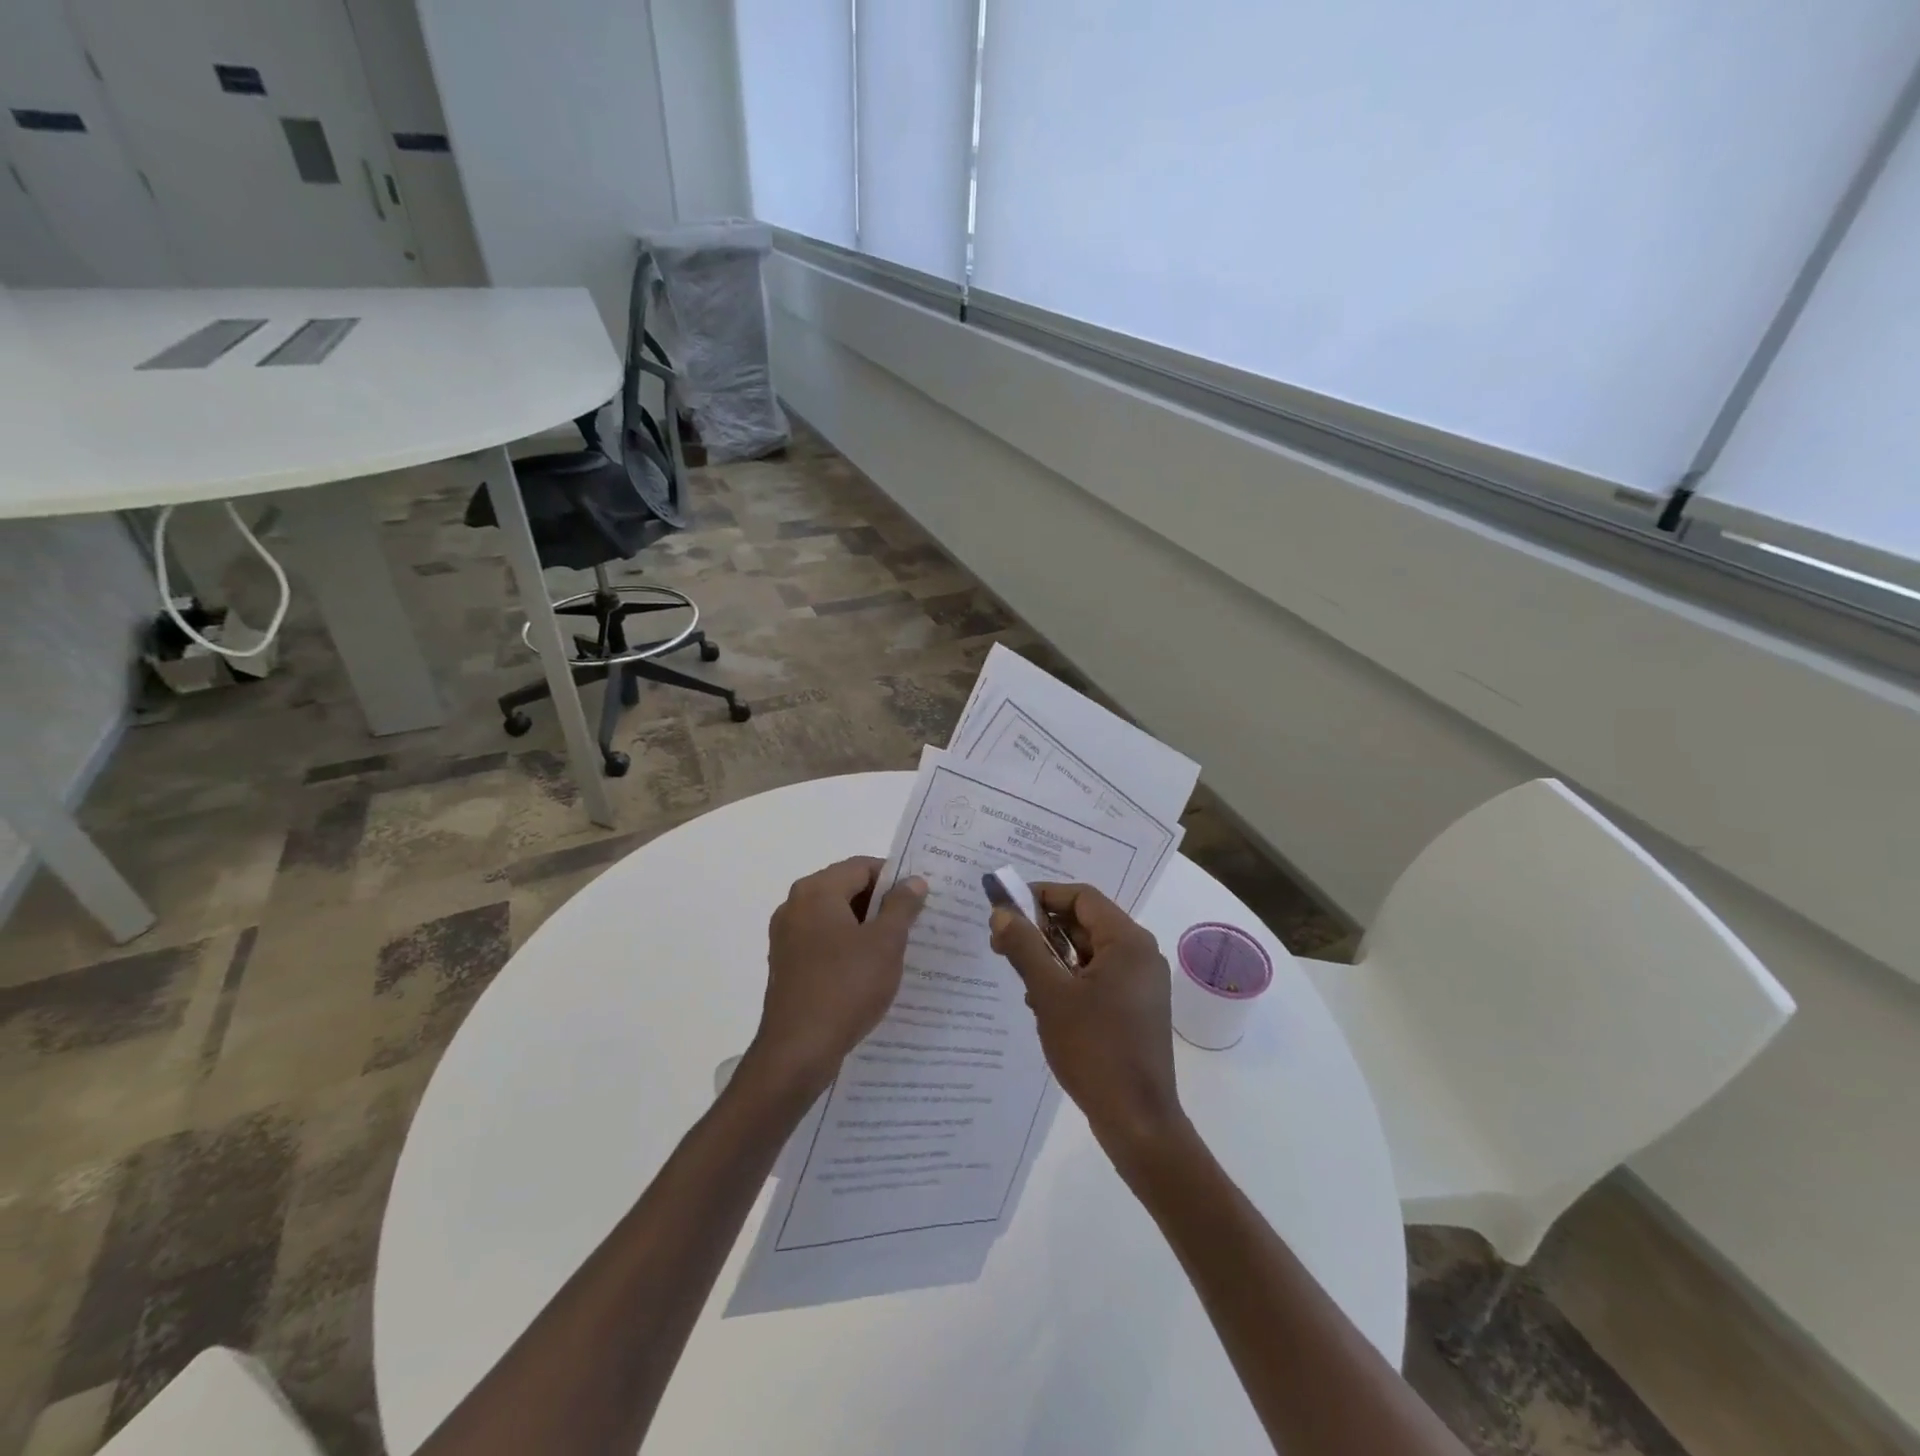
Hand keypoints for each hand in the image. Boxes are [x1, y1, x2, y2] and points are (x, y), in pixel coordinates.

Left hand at [743, 857, 927, 1101]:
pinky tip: (870, 971)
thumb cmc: (846, 987)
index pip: (862, 867)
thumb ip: (902, 906)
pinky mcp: (786, 964)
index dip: (894, 878)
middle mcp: (795, 906)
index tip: (920, 899)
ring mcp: (786, 936)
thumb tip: (913, 881)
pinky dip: (847, 947)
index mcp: (816, 891)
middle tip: (915, 923)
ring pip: (835, 917)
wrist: (797, 1051)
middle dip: (881, 903)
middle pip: (846, 889)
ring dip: (866, 927)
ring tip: (897, 948)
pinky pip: (823, 941)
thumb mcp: (885, 944)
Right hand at [990, 883, 1186, 1165]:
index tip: (1006, 908)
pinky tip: (1042, 1002)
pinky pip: (1097, 976)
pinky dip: (1069, 979)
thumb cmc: (1094, 1050)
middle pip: (1085, 922)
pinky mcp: (1136, 1008)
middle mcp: (1140, 954)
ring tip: (1019, 975)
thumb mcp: (1050, 994)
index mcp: (1128, 941)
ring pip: (1088, 952)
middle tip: (1002, 942)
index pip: (1082, 897)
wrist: (1138, 1122)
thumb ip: (1024, 947)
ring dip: (1052, 956)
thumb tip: (1001, 912)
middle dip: (1042, 929)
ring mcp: (1141, 983)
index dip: (1042, 895)